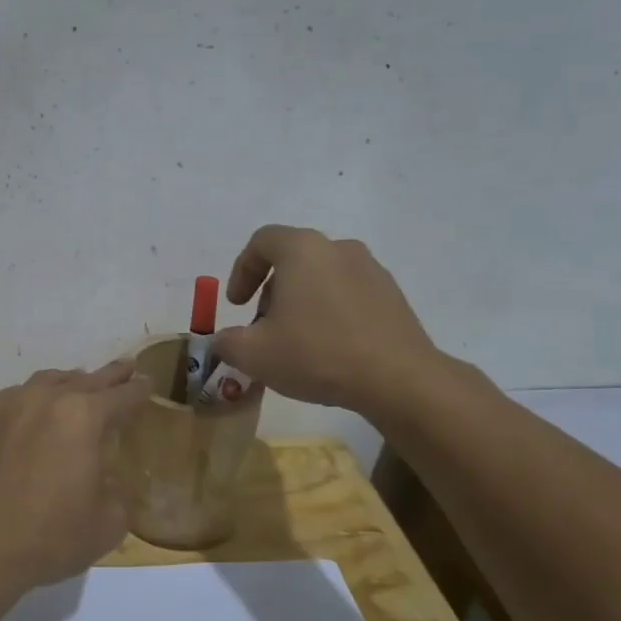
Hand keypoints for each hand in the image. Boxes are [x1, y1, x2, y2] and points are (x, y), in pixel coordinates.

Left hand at [0, 360, 150, 589]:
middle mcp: (49, 398)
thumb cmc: (49, 536)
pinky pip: (20, 395)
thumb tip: (105, 479)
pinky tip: (37, 410)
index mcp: (86, 417)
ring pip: (51, 381)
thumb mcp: (107, 523)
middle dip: (112, 375)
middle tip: (127, 368)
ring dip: (72, 382)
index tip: (148, 384)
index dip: (140, 390)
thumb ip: (116, 491)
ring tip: (81, 385)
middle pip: (88, 378)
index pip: (123, 395)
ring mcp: (13, 403)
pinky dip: (37, 397)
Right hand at [210, 225, 439, 411]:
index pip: (262, 241)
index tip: (237, 304)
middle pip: (293, 260)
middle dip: (271, 292)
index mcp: (303, 250)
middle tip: (264, 329)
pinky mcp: (392, 295)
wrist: (397, 379)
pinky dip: (331, 313)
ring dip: (301, 303)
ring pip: (322, 278)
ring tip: (297, 343)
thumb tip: (223, 341)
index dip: (242, 270)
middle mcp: (338, 248)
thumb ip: (226, 342)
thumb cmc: (316, 354)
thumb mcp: (254, 354)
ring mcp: (371, 270)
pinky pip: (349, 295)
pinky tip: (330, 349)